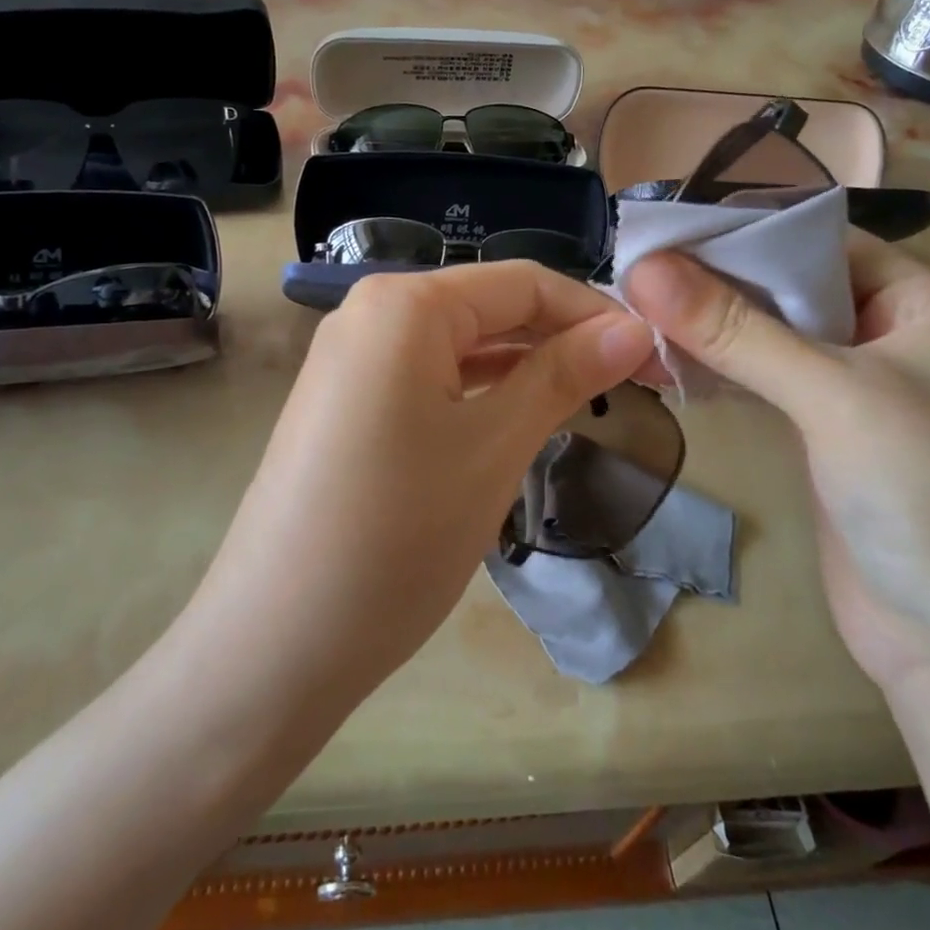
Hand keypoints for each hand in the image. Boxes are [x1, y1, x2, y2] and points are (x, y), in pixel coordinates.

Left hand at [193, 264, 654, 703]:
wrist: (273, 645)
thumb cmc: (397, 535)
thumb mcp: (494, 447)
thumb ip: (563, 375)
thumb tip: (633, 330)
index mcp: (405, 304)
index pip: (523, 283)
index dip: (595, 313)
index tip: (656, 356)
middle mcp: (370, 313)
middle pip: (489, 308)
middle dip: (562, 340)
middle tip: (635, 384)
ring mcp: (350, 360)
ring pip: (459, 345)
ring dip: (524, 367)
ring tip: (587, 400)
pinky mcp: (344, 404)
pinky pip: (427, 378)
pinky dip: (479, 391)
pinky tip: (517, 417)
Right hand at [623, 236, 929, 695]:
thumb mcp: (834, 396)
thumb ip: (736, 330)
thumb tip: (645, 268)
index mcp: (927, 304)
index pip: (823, 242)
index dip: (744, 232)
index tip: (665, 229)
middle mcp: (895, 338)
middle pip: (792, 289)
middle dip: (718, 281)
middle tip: (634, 269)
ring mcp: (858, 392)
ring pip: (773, 338)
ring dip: (711, 328)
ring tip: (634, 308)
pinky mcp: (826, 438)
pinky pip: (765, 384)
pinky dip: (719, 370)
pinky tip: (665, 359)